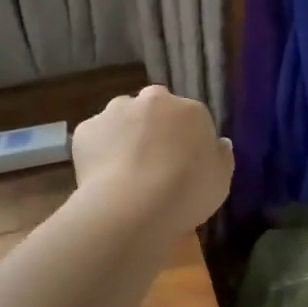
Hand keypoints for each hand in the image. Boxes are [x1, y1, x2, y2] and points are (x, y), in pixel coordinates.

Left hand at [70, 84, 233, 232]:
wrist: (133, 206)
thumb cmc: (187, 192)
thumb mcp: (221, 180)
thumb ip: (221, 157)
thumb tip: (219, 143)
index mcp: (190, 110)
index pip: (191, 117)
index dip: (186, 140)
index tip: (183, 163)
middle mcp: (153, 100)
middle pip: (154, 109)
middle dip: (154, 128)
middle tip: (154, 162)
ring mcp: (116, 111)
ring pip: (122, 118)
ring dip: (125, 134)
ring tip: (125, 170)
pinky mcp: (86, 129)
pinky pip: (96, 138)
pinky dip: (99, 151)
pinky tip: (103, 177)